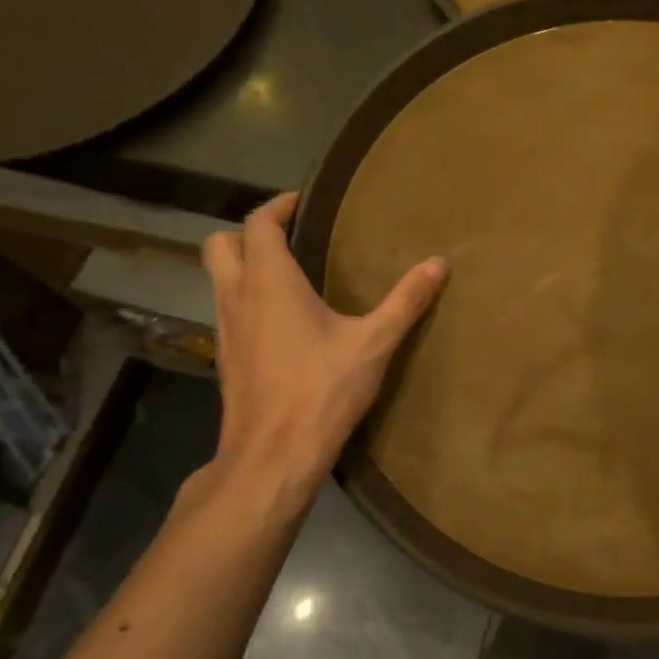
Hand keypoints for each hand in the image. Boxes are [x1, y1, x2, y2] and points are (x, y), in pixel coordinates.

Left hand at [200, 191, 446, 507]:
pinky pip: (228, 310)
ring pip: (219, 279)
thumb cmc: (321, 390)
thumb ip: (406, 301)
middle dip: (250, 231)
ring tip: (291, 272)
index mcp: (269, 282)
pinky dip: (247, 298)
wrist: (272, 456)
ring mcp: (225, 330)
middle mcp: (237, 297)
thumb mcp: (374, 343)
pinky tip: (284, 320)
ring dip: (245, 265)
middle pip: (220, 245)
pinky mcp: (227, 358)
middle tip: (291, 235)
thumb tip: (439, 263)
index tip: (306, 202)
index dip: (278, 206)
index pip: (258, 223)